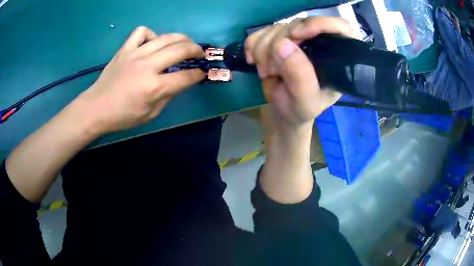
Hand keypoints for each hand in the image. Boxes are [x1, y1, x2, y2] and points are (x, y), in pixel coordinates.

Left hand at [78, 26, 205, 133]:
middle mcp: (148, 66)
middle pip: (180, 50)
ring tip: (184, 43)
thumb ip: (168, 96)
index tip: (202, 73)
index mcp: (155, 87)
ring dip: (181, 38)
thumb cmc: (123, 116)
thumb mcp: (150, 114)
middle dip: (196, 50)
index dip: (198, 74)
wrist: (96, 108)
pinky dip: (151, 34)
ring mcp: (135, 54)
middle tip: (199, 54)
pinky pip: (142, 32)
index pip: (186, 76)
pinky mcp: (125, 49)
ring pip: (165, 37)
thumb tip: (180, 82)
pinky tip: (152, 43)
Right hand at [245, 17, 355, 131]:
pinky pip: (261, 32)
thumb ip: (300, 76)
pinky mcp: (277, 38)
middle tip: (270, 70)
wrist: (282, 111)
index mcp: (336, 57)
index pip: (339, 26)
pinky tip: (253, 61)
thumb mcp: (305, 101)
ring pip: (277, 27)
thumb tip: (282, 44)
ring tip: (265, 72)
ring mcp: (297, 38)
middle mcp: (319, 42)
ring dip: (263, 49)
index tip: (295, 35)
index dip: (318, 24)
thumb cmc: (300, 110)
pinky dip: (252, 45)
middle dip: (278, 44)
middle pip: (299, 24)